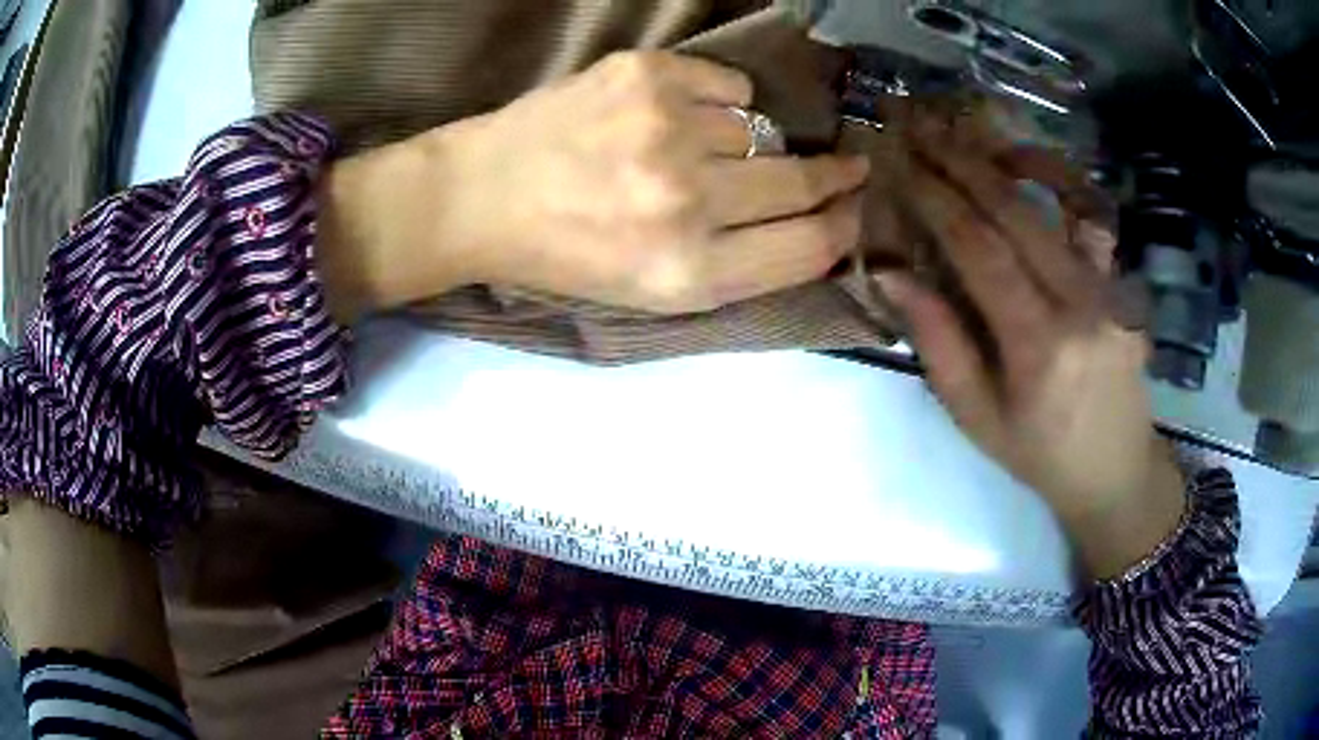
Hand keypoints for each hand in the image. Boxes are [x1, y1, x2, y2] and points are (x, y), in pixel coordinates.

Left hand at [431, 51, 869, 313]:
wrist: (483, 196)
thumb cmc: (567, 255)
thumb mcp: (655, 292)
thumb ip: (741, 266)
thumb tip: (816, 222)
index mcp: (687, 273)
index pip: (809, 247)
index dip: (844, 228)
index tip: (856, 209)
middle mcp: (685, 202)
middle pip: (799, 183)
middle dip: (833, 176)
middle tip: (847, 166)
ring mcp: (665, 128)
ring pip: (760, 129)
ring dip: (745, 142)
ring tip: (694, 150)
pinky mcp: (646, 75)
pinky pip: (730, 85)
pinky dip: (720, 100)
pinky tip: (678, 114)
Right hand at [878, 123, 1185, 576]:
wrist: (1116, 470)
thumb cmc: (1040, 454)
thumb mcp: (977, 417)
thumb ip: (938, 342)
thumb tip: (892, 272)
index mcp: (1039, 345)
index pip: (980, 250)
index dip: (936, 199)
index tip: (899, 162)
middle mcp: (1081, 304)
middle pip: (1016, 212)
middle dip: (962, 162)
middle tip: (920, 127)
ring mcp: (1110, 288)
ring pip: (1059, 203)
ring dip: (1009, 159)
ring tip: (968, 135)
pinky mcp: (1123, 284)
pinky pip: (1093, 220)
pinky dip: (1062, 183)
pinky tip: (1032, 167)